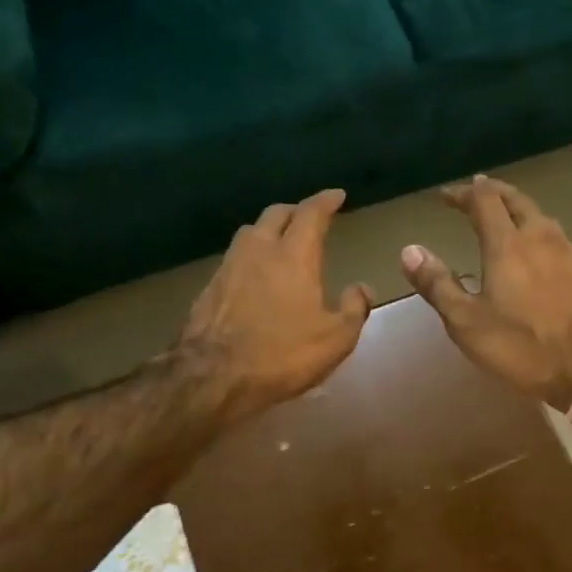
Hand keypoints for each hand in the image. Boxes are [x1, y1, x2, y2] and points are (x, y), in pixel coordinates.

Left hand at [179, 188, 371, 422]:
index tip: (337, 195)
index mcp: (294, 256)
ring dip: (268, 230)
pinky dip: (250, 257)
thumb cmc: (282, 355)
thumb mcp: (334, 340)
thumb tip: (362, 288)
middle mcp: (259, 250)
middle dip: (295, 211)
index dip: (326, 200)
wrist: (212, 376)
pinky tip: (254, 276)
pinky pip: (234, 259)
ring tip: (280, 242)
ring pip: (250, 232)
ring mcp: (229, 266)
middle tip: (309, 218)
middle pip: (276, 214)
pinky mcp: (209, 287)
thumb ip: (353, 309)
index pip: (311, 213)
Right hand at [400, 176, 571, 410]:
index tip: (446, 195)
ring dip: (517, 208)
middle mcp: (540, 238)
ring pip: (540, 216)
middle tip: (476, 190)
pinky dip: (537, 230)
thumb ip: (437, 285)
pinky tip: (535, 250)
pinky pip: (556, 237)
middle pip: (516, 199)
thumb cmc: (522, 347)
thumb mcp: (466, 322)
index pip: (484, 201)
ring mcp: (567, 254)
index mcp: (507, 245)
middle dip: (493, 191)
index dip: (463, 193)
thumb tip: (409, 250)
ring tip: (503, 214)